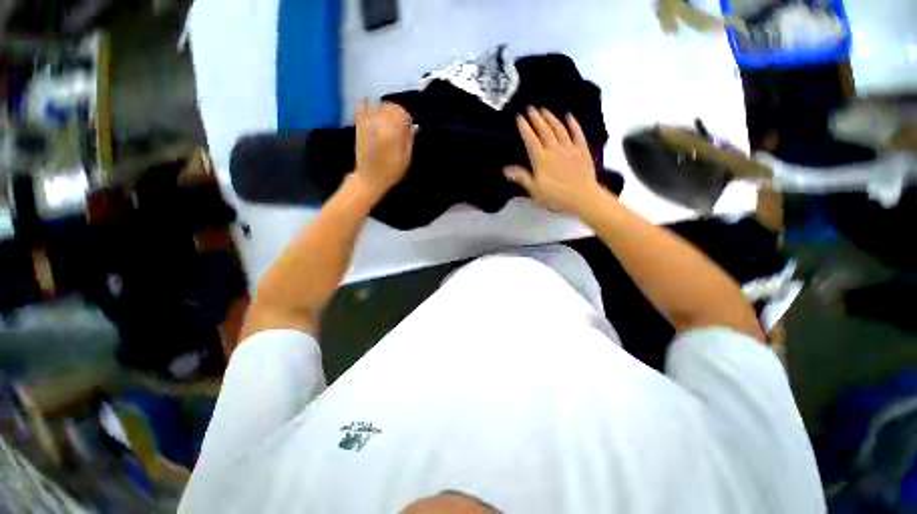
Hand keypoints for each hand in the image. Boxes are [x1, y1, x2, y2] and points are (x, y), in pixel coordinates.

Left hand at [354, 99, 417, 195]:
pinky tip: (377, 119)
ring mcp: (367, 123)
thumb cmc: (391, 171)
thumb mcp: (406, 158)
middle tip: (400, 124)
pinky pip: (366, 110)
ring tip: (389, 123)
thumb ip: (409, 139)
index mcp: (391, 132)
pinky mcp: (359, 126)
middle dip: (397, 113)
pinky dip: (372, 110)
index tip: (409, 126)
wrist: (369, 178)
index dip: (407, 117)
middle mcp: (378, 124)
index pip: (401, 112)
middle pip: (390, 106)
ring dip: (386, 111)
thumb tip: (414, 126)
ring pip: (378, 106)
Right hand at [504, 108, 601, 214]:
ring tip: (544, 110)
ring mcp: (569, 148)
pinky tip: (569, 116)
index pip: (530, 140)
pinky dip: (573, 124)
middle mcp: (554, 149)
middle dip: (536, 118)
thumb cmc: (555, 196)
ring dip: (551, 118)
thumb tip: (506, 169)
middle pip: (544, 131)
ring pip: (559, 129)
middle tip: (530, 108)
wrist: (582, 197)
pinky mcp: (582, 150)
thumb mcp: (534, 190)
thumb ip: (522, 177)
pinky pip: (577, 134)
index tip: (519, 117)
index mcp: (541, 159)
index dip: (524, 128)